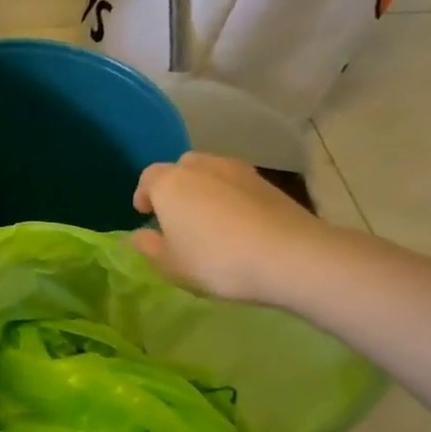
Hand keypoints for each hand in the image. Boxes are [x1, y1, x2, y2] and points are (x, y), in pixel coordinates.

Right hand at [131, 152, 330, 303]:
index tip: (146, 214)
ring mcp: (238, 171)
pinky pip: (237, 184)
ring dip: (204, 189)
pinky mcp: (267, 183)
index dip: (144, 195)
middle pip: (181, 168)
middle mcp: (201, 167)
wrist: (290, 256)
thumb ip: (149, 246)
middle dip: (175, 187)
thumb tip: (139, 234)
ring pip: (211, 172)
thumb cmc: (216, 260)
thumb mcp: (171, 264)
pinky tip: (237, 223)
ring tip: (208, 219)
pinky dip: (230, 197)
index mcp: (170, 183)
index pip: (148, 178)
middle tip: (177, 215)